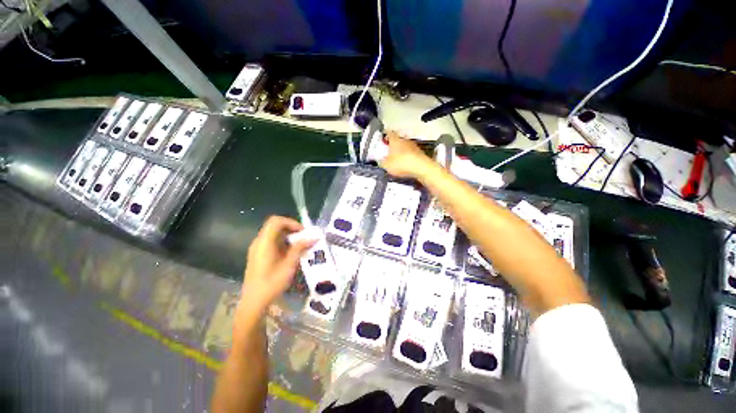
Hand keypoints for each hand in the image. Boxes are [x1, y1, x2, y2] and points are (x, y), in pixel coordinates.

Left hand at [238, 216, 314, 319]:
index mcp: (264, 242)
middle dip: (292, 229)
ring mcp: (258, 249)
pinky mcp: (259, 255)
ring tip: (301, 247)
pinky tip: (291, 255)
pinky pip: (272, 242)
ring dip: (289, 237)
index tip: (303, 232)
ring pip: (275, 234)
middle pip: (276, 226)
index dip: (291, 223)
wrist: (253, 303)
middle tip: (304, 239)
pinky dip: (283, 243)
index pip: (276, 221)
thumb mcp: (289, 265)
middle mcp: (259, 242)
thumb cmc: (271, 284)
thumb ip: (300, 248)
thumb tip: (314, 237)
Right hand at [379, 131, 434, 178]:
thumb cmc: (402, 164)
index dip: (385, 135)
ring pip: (405, 146)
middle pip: (397, 140)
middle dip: (393, 145)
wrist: (421, 168)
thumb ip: (381, 162)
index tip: (382, 138)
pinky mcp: (420, 153)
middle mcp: (405, 140)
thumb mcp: (386, 165)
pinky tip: (405, 164)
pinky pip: (411, 153)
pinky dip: (408, 157)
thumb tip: (380, 161)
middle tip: (388, 151)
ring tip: (397, 159)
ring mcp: (414, 146)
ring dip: (401, 151)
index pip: (389, 133)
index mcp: (395, 140)